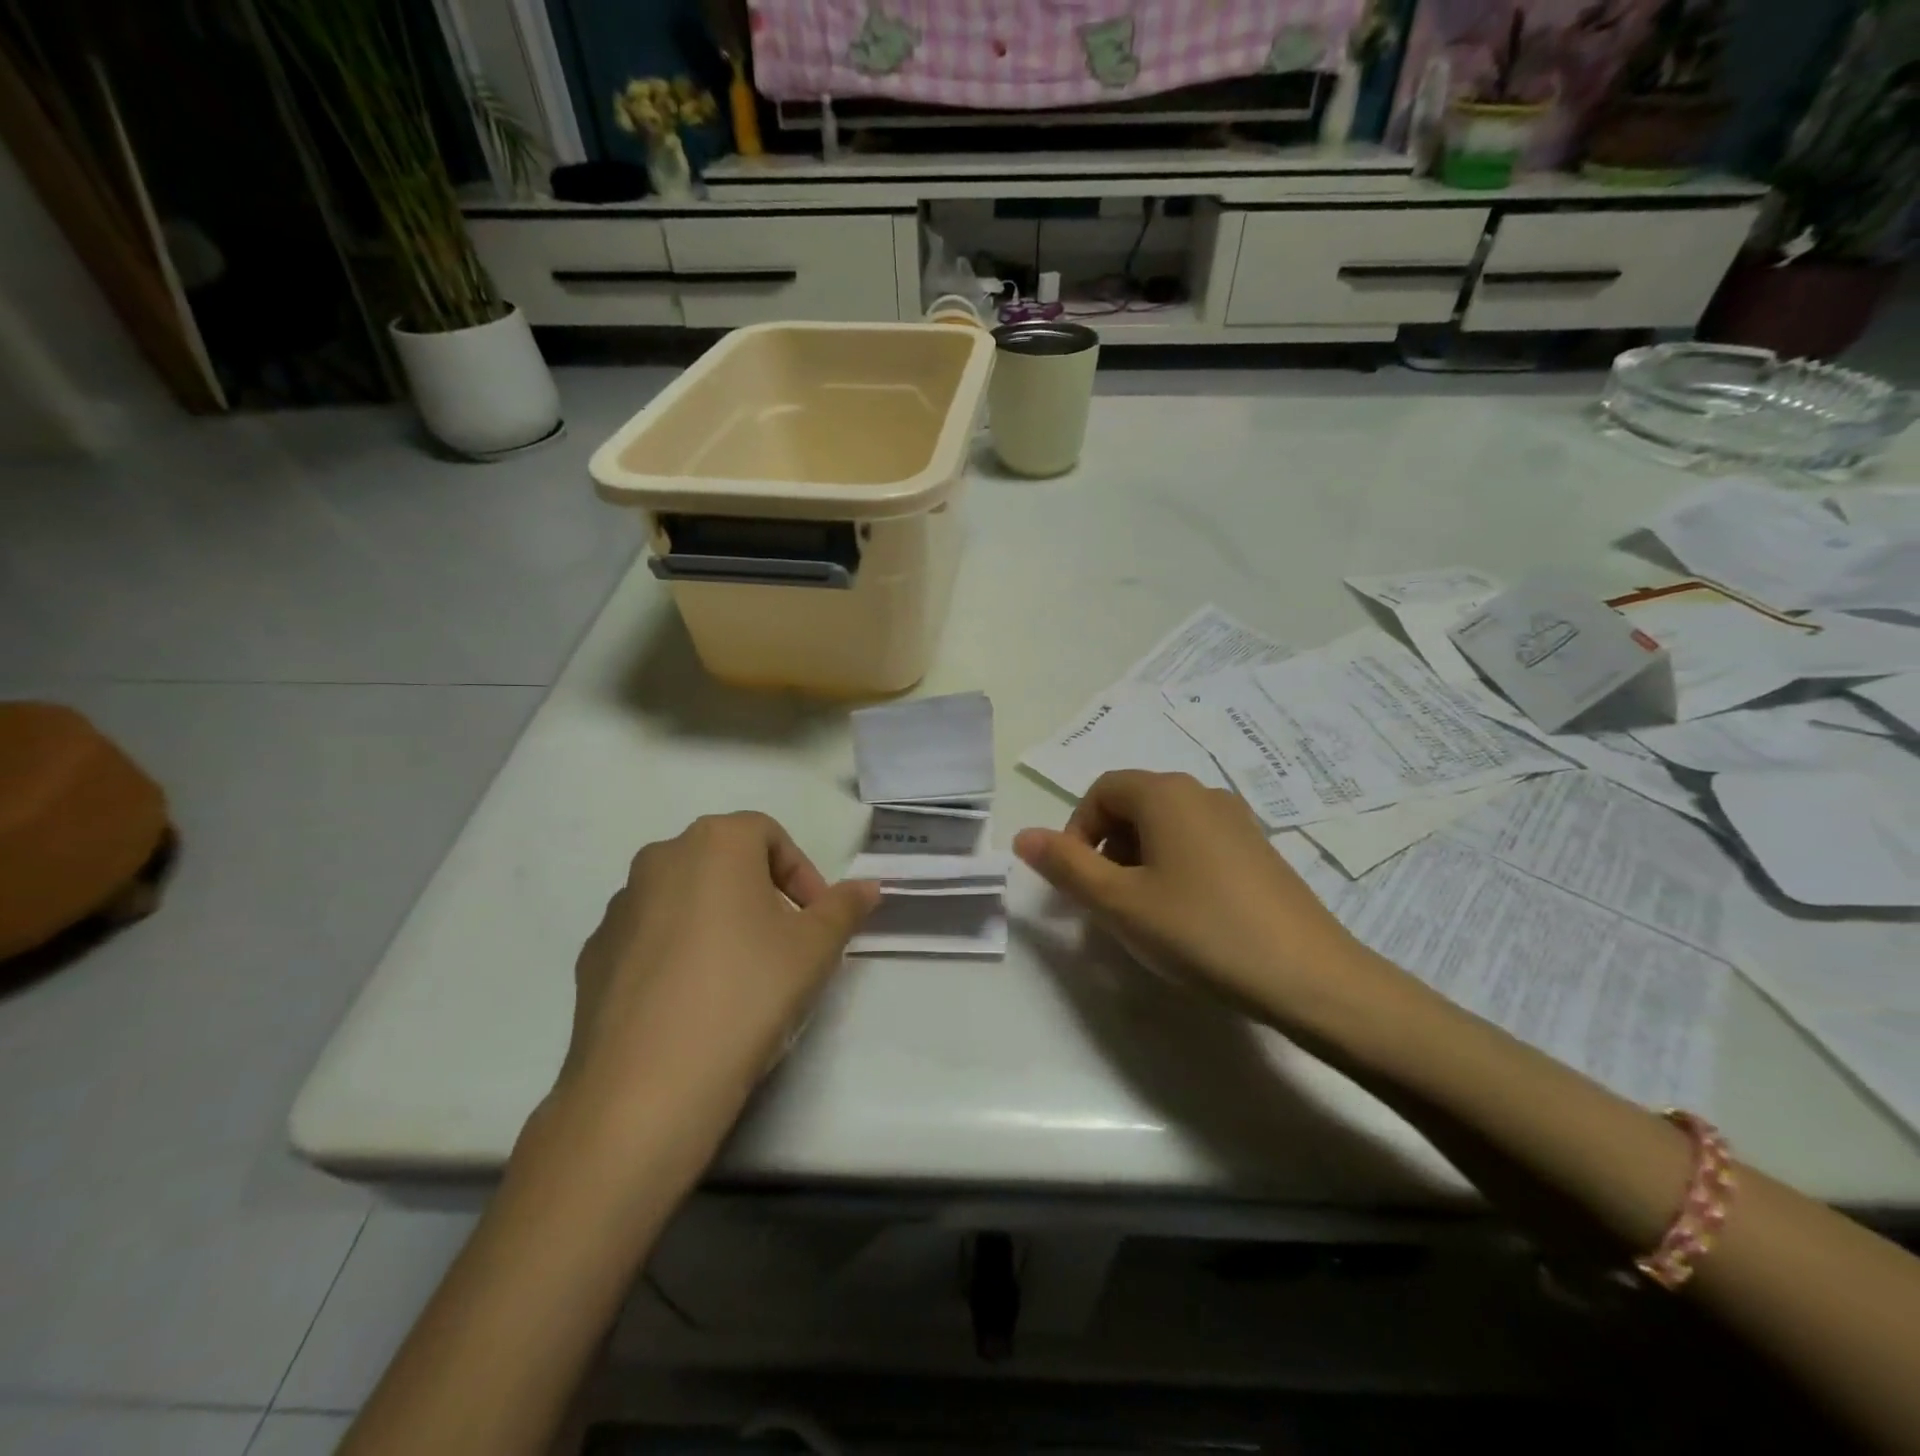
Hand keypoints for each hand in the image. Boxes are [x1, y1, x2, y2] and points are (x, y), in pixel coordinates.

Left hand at [559, 813, 878, 1127]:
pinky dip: (676, 953)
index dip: (802, 874)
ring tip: (738, 978)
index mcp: (715, 842)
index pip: (769, 835)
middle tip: (784, 945)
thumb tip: (869, 887)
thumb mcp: (815, 948)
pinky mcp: (592, 955)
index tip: (817, 920)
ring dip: (717, 922)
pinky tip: (692, 1003)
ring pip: (684, 898)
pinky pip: (649, 938)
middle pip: (724, 862)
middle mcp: (659, 858)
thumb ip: (844, 907)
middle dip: (761, 895)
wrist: (648, 1086)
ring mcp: (619, 907)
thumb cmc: (747, 992)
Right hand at [1014, 771, 1375, 1029]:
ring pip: (1166, 827)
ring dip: (1138, 860)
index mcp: (1165, 794)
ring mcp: (1237, 820)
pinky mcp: (1259, 850)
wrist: (1309, 976)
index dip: (1077, 831)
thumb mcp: (1119, 903)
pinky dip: (1174, 868)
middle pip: (1133, 805)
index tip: (1078, 881)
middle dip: (1106, 848)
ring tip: (1144, 914)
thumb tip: (1023, 836)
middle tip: (1107, 902)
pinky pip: (1198, 844)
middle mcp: (1202, 794)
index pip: (1101, 791)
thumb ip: (1066, 866)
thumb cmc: (1199, 930)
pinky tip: (1187, 917)